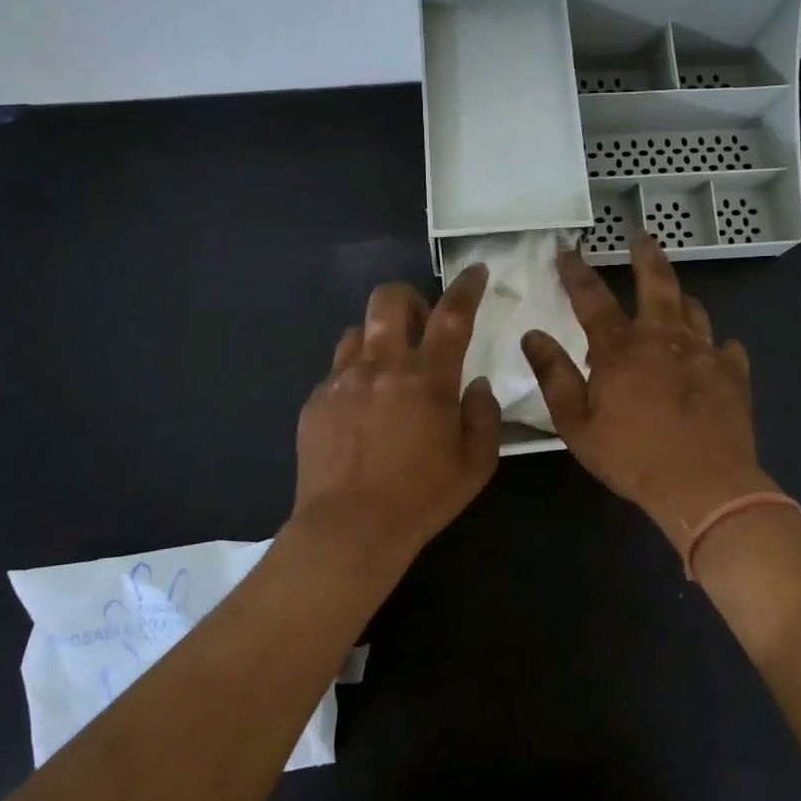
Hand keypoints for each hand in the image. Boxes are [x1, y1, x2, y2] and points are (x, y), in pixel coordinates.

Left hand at [291, 267, 501, 570]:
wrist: (348, 529)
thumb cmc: (421, 499)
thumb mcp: (476, 465)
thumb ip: (483, 416)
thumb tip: (477, 386)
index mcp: (427, 379)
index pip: (453, 315)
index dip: (467, 286)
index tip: (476, 270)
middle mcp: (382, 366)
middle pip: (389, 300)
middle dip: (409, 298)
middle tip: (421, 324)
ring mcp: (342, 380)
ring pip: (357, 330)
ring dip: (378, 338)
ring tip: (387, 370)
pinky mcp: (316, 400)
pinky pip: (337, 370)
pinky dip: (356, 376)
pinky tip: (361, 411)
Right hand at [521, 235, 775, 554]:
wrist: (705, 486)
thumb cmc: (633, 457)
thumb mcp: (577, 425)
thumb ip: (554, 376)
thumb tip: (532, 335)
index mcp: (620, 348)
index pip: (592, 297)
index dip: (576, 271)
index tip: (567, 250)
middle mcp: (663, 337)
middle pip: (657, 282)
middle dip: (646, 255)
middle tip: (642, 236)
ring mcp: (704, 352)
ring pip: (694, 309)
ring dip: (681, 298)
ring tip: (675, 297)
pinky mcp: (733, 373)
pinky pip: (726, 347)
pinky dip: (716, 345)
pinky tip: (714, 353)